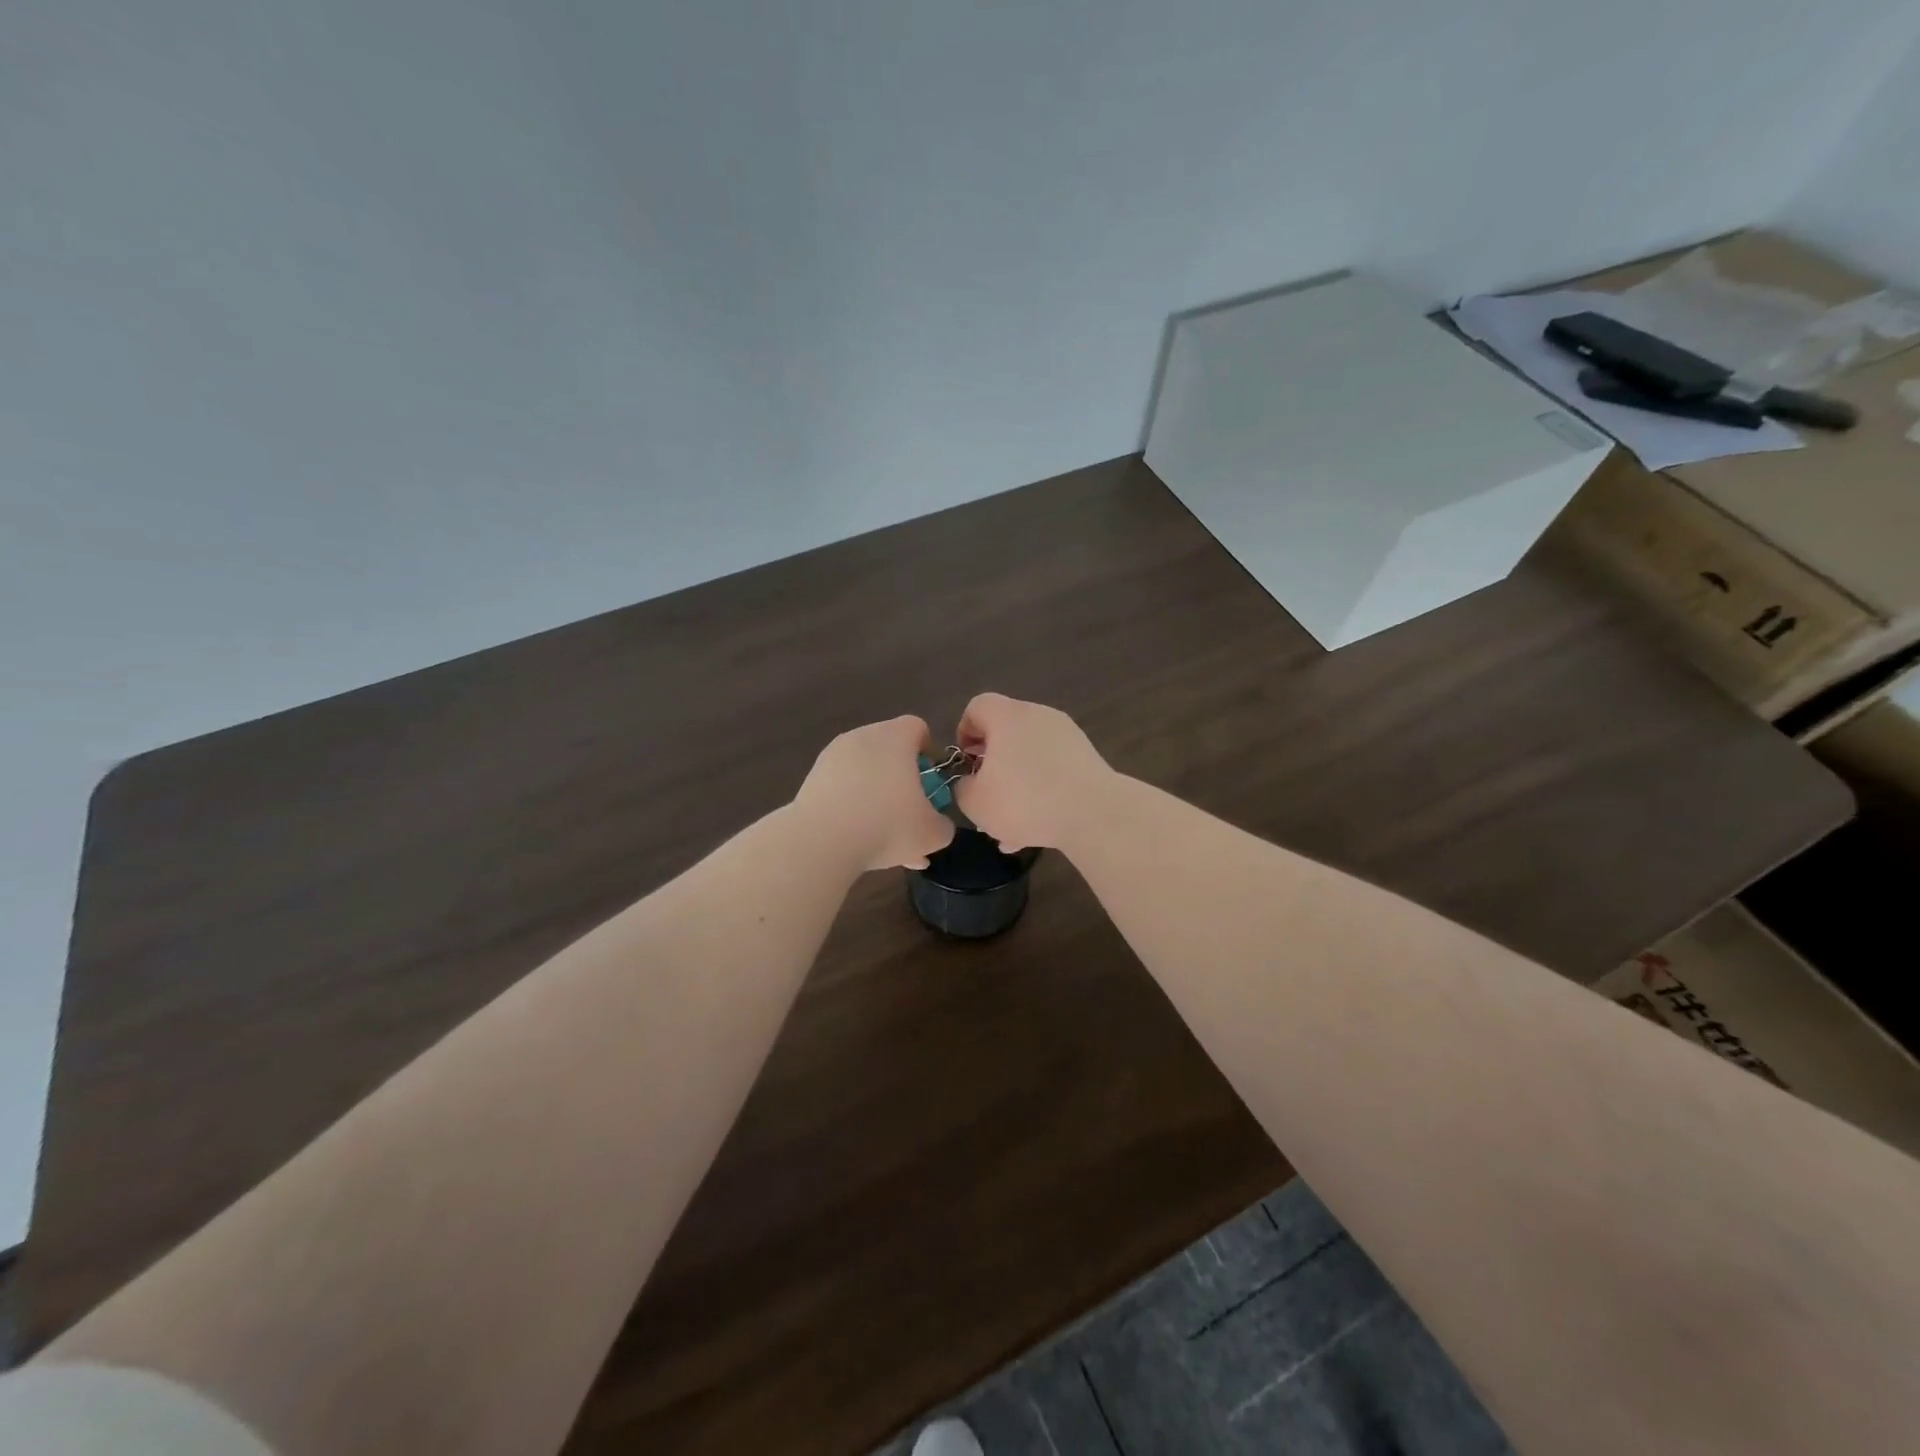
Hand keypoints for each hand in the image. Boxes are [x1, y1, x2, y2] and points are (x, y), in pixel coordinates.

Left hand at [793, 715, 956, 871]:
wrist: (821, 842)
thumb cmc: (887, 826)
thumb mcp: (932, 833)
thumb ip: (943, 823)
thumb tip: (936, 823)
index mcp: (894, 738)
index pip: (917, 727)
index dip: (927, 751)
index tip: (929, 780)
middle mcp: (862, 737)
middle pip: (889, 748)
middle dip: (901, 776)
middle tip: (908, 809)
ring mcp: (832, 756)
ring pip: (864, 770)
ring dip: (876, 793)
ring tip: (881, 832)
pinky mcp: (812, 777)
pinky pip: (842, 785)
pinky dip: (852, 803)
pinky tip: (857, 836)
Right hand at [952, 693, 1114, 852]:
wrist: (1094, 814)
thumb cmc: (1024, 801)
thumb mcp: (975, 802)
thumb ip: (962, 787)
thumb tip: (971, 782)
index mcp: (1008, 717)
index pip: (978, 706)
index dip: (964, 732)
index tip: (966, 763)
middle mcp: (1039, 716)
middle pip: (1006, 733)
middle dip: (992, 766)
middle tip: (986, 795)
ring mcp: (1067, 735)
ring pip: (1029, 756)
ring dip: (1016, 785)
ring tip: (1011, 826)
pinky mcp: (1087, 757)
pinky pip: (1053, 770)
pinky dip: (1042, 791)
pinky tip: (1037, 827)